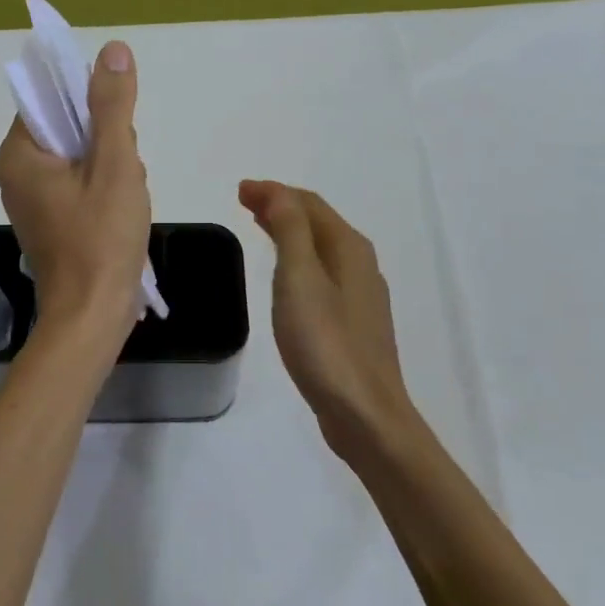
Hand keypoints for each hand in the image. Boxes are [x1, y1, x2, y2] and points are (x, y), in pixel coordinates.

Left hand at [0, 41, 151, 348]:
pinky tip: (121, 211)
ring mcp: (33, 200)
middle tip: (124, 175)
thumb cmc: (101, 239)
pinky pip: (80, 183)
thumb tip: (112, 49)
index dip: (91, 106)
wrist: (92, 317)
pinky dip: (105, 189)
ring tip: (126, 197)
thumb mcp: (114, 164)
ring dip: (112, 168)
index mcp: (19, 154)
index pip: (51, 100)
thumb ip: (112, 106)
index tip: (118, 133)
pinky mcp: (51, 220)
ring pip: (80, 157)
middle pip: (69, 127)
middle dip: (107, 143)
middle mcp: (17, 172)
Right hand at [238, 180, 417, 457]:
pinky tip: (286, 274)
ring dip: (290, 231)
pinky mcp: (354, 322)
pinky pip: (323, 272)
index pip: (308, 204)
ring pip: (321, 247)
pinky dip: (299, 258)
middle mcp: (360, 264)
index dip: (274, 191)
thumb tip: (276, 191)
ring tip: (260, 226)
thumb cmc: (326, 342)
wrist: (365, 414)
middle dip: (282, 206)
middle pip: (318, 222)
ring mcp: (361, 295)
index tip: (239, 190)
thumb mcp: (300, 278)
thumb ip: (290, 229)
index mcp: (348, 248)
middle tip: (244, 202)